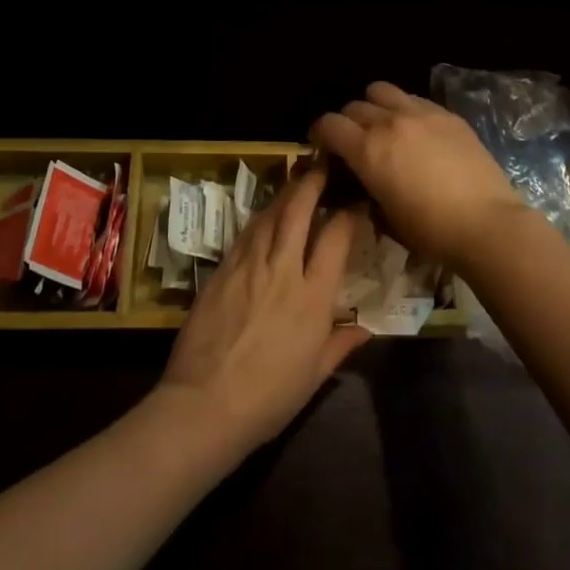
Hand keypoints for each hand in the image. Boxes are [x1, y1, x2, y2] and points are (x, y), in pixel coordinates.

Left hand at [157, 166, 369, 460]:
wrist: (205, 405)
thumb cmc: (269, 398)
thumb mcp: (314, 375)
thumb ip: (341, 344)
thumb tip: (365, 329)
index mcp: (312, 297)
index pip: (335, 238)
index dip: (348, 213)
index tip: (356, 201)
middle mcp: (282, 270)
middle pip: (298, 211)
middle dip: (312, 183)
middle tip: (322, 165)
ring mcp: (248, 266)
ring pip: (269, 215)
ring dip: (284, 194)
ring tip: (296, 181)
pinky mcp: (220, 271)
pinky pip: (244, 234)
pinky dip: (259, 218)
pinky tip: (264, 214)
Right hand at [310, 81, 534, 269]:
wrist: (487, 223)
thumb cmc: (431, 231)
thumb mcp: (385, 216)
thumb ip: (365, 187)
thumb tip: (360, 178)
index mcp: (368, 149)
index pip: (328, 124)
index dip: (319, 134)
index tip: (323, 147)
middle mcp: (389, 122)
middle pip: (353, 107)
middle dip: (347, 123)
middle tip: (355, 143)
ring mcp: (420, 113)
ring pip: (381, 91)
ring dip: (374, 106)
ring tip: (384, 127)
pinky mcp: (447, 114)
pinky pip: (414, 99)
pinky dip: (405, 109)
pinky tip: (417, 131)